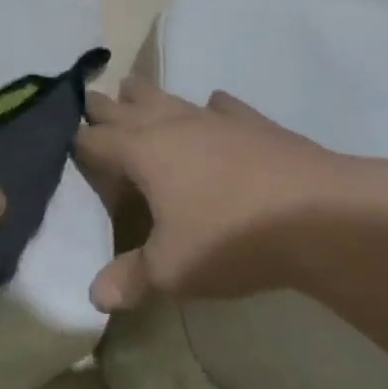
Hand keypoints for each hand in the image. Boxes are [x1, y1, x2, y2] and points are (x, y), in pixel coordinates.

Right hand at [75, 77, 387, 311]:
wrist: (321, 216)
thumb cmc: (231, 239)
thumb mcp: (172, 269)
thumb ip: (130, 278)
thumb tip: (95, 297)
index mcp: (141, 152)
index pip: (94, 140)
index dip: (77, 143)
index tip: (66, 144)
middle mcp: (170, 125)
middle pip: (125, 107)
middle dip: (104, 106)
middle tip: (90, 102)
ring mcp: (214, 119)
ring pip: (168, 96)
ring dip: (147, 96)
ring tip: (134, 90)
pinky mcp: (254, 123)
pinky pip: (221, 106)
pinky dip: (208, 107)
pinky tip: (213, 107)